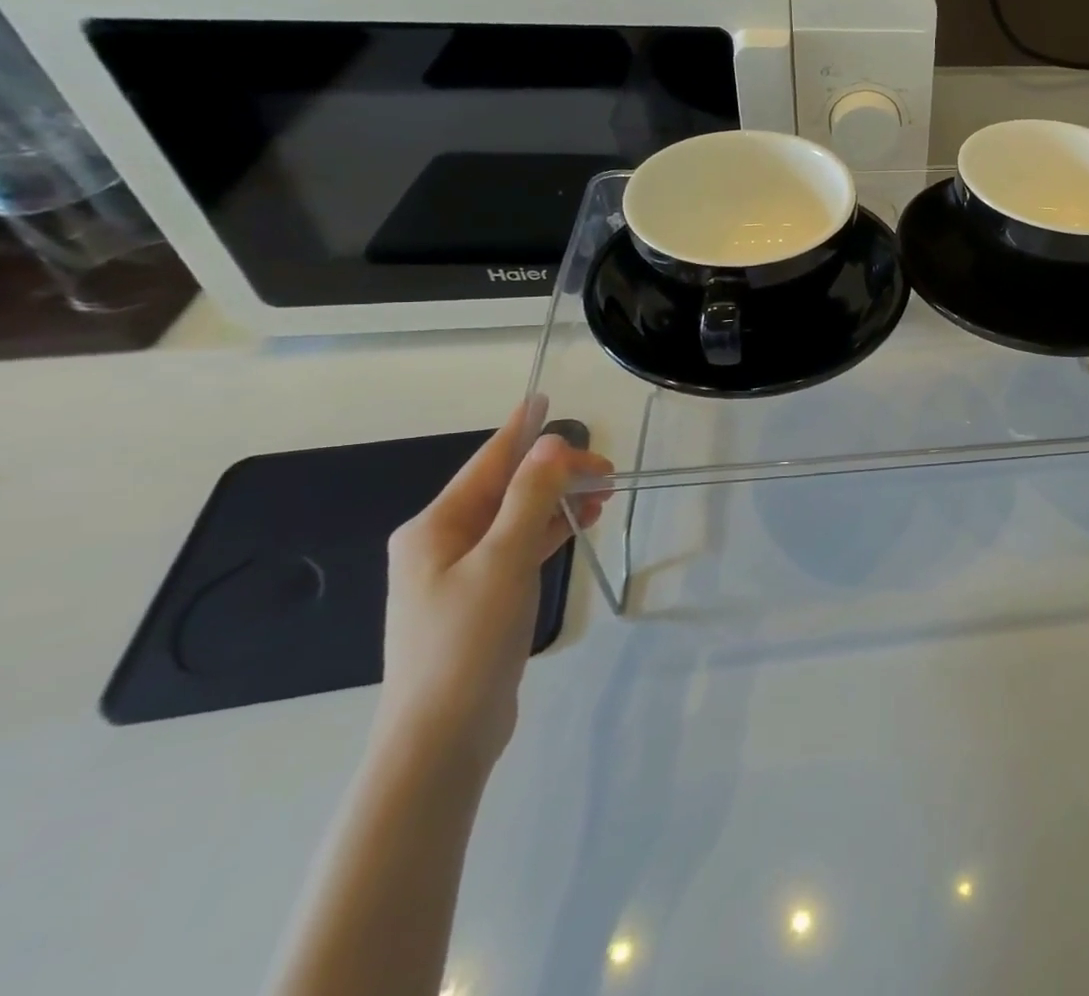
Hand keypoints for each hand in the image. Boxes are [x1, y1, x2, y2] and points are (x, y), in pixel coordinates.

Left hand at [376, 404, 612, 774]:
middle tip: (606, 469)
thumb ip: (530, 497)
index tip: (542, 398)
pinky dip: (549, 531)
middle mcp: (442, 543)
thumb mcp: (503, 559)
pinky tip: (579, 525)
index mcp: (434, 527)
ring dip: (557, 501)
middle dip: (554, 473)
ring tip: (604, 493)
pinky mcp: (480, 599)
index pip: (488, 463)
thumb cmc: (467, 640)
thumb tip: (551, 442)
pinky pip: (518, 547)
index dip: (519, 430)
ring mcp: (460, 573)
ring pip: (516, 518)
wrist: (441, 738)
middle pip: (506, 490)